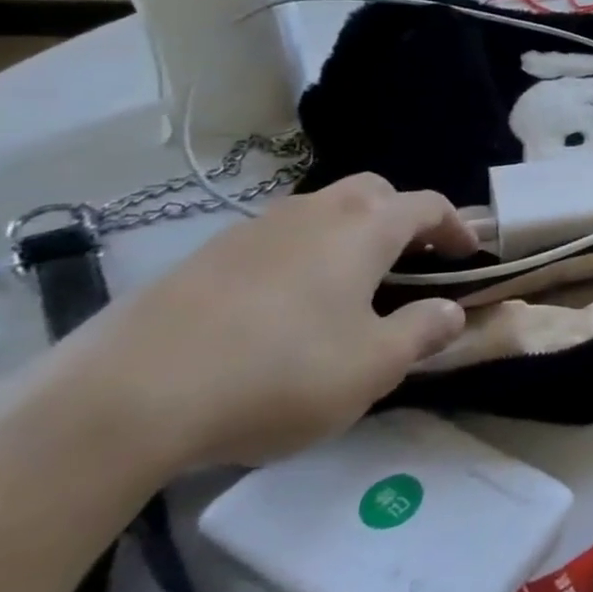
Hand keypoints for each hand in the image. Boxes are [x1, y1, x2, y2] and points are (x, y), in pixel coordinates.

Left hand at [54, 174, 477, 473]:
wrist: (123, 399)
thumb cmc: (279, 374)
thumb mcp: (374, 367)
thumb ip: (422, 333)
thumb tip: (451, 311)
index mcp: (365, 228)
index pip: (427, 205)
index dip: (456, 226)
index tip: (469, 254)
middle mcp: (313, 213)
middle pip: (372, 192)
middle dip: (401, 216)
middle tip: (411, 259)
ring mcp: (251, 230)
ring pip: (319, 212)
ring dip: (348, 235)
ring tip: (349, 285)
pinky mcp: (202, 257)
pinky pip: (273, 240)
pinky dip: (299, 256)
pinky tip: (283, 308)